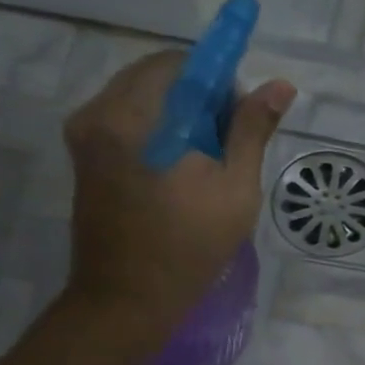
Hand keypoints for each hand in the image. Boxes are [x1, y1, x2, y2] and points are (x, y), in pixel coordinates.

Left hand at [62, 50, 294, 344]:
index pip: (177, 64)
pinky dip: (159, 131)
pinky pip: (127, 120)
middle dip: (198, 98)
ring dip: (179, 115)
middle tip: (227, 143)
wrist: (127, 300)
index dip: (217, 80)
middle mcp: (97, 114)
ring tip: (206, 161)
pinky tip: (181, 170)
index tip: (239, 117)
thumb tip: (280, 85)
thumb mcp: (236, 188)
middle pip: (157, 77)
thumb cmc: (189, 246)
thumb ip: (252, 130)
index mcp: (131, 117)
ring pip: (142, 98)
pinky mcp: (84, 157)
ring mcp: (84, 136)